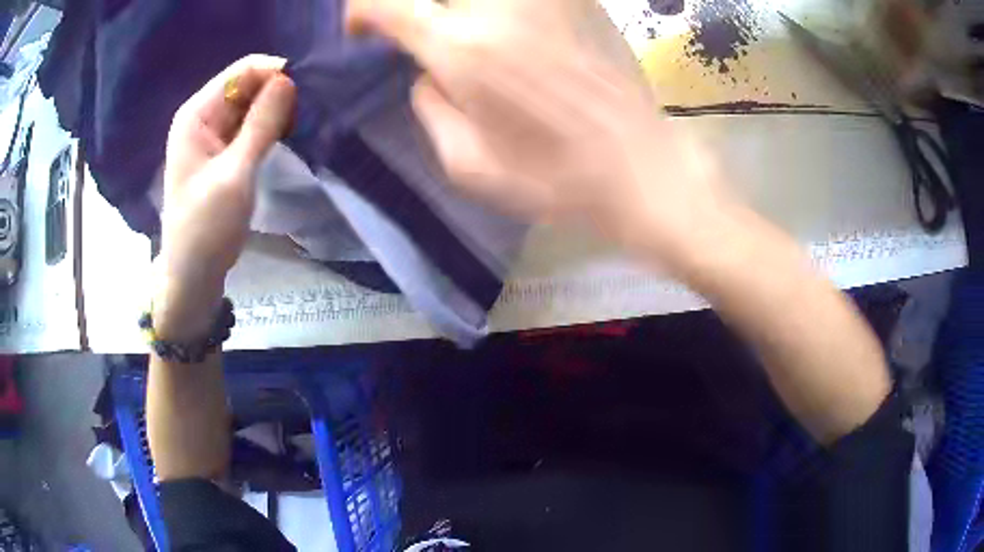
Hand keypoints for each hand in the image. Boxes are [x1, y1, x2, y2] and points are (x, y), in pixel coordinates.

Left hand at [154, 55, 295, 337]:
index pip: (243, 71)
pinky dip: (271, 125)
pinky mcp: (224, 149)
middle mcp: (204, 115)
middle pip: (249, 84)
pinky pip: (252, 124)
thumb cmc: (207, 227)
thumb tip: (290, 79)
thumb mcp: (235, 174)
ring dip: (278, 109)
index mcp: (197, 113)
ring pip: (253, 103)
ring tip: (303, 123)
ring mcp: (213, 133)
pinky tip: (289, 134)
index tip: (308, 90)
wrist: (193, 273)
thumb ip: (261, 124)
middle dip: (279, 91)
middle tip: (309, 111)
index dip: (276, 73)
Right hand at [347, 0, 732, 265]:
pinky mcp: (578, 0)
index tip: (362, 32)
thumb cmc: (555, 179)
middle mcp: (499, 7)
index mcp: (462, 50)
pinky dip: (496, 8)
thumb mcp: (466, 164)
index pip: (384, 2)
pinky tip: (502, 28)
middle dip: (412, 7)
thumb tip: (426, 72)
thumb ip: (428, 107)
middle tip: (418, 30)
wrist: (643, 169)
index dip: (358, 11)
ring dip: (457, 8)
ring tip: (461, 33)